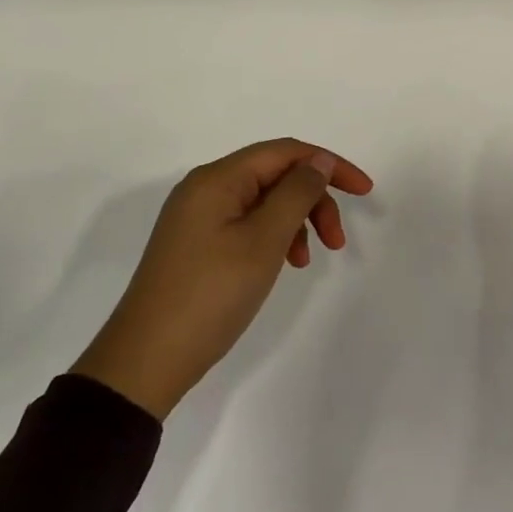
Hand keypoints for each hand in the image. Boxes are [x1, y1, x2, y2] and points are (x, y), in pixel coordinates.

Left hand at [74, 139, 374, 418]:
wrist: (147, 359)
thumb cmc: (211, 294)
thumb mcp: (264, 240)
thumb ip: (297, 193)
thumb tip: (318, 161)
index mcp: (218, 178)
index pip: (286, 152)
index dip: (330, 165)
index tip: (365, 191)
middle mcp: (205, 188)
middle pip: (275, 175)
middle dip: (313, 200)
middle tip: (337, 242)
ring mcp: (198, 217)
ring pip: (263, 202)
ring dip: (296, 222)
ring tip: (306, 261)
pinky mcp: (196, 244)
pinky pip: (247, 225)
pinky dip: (273, 238)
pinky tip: (282, 264)